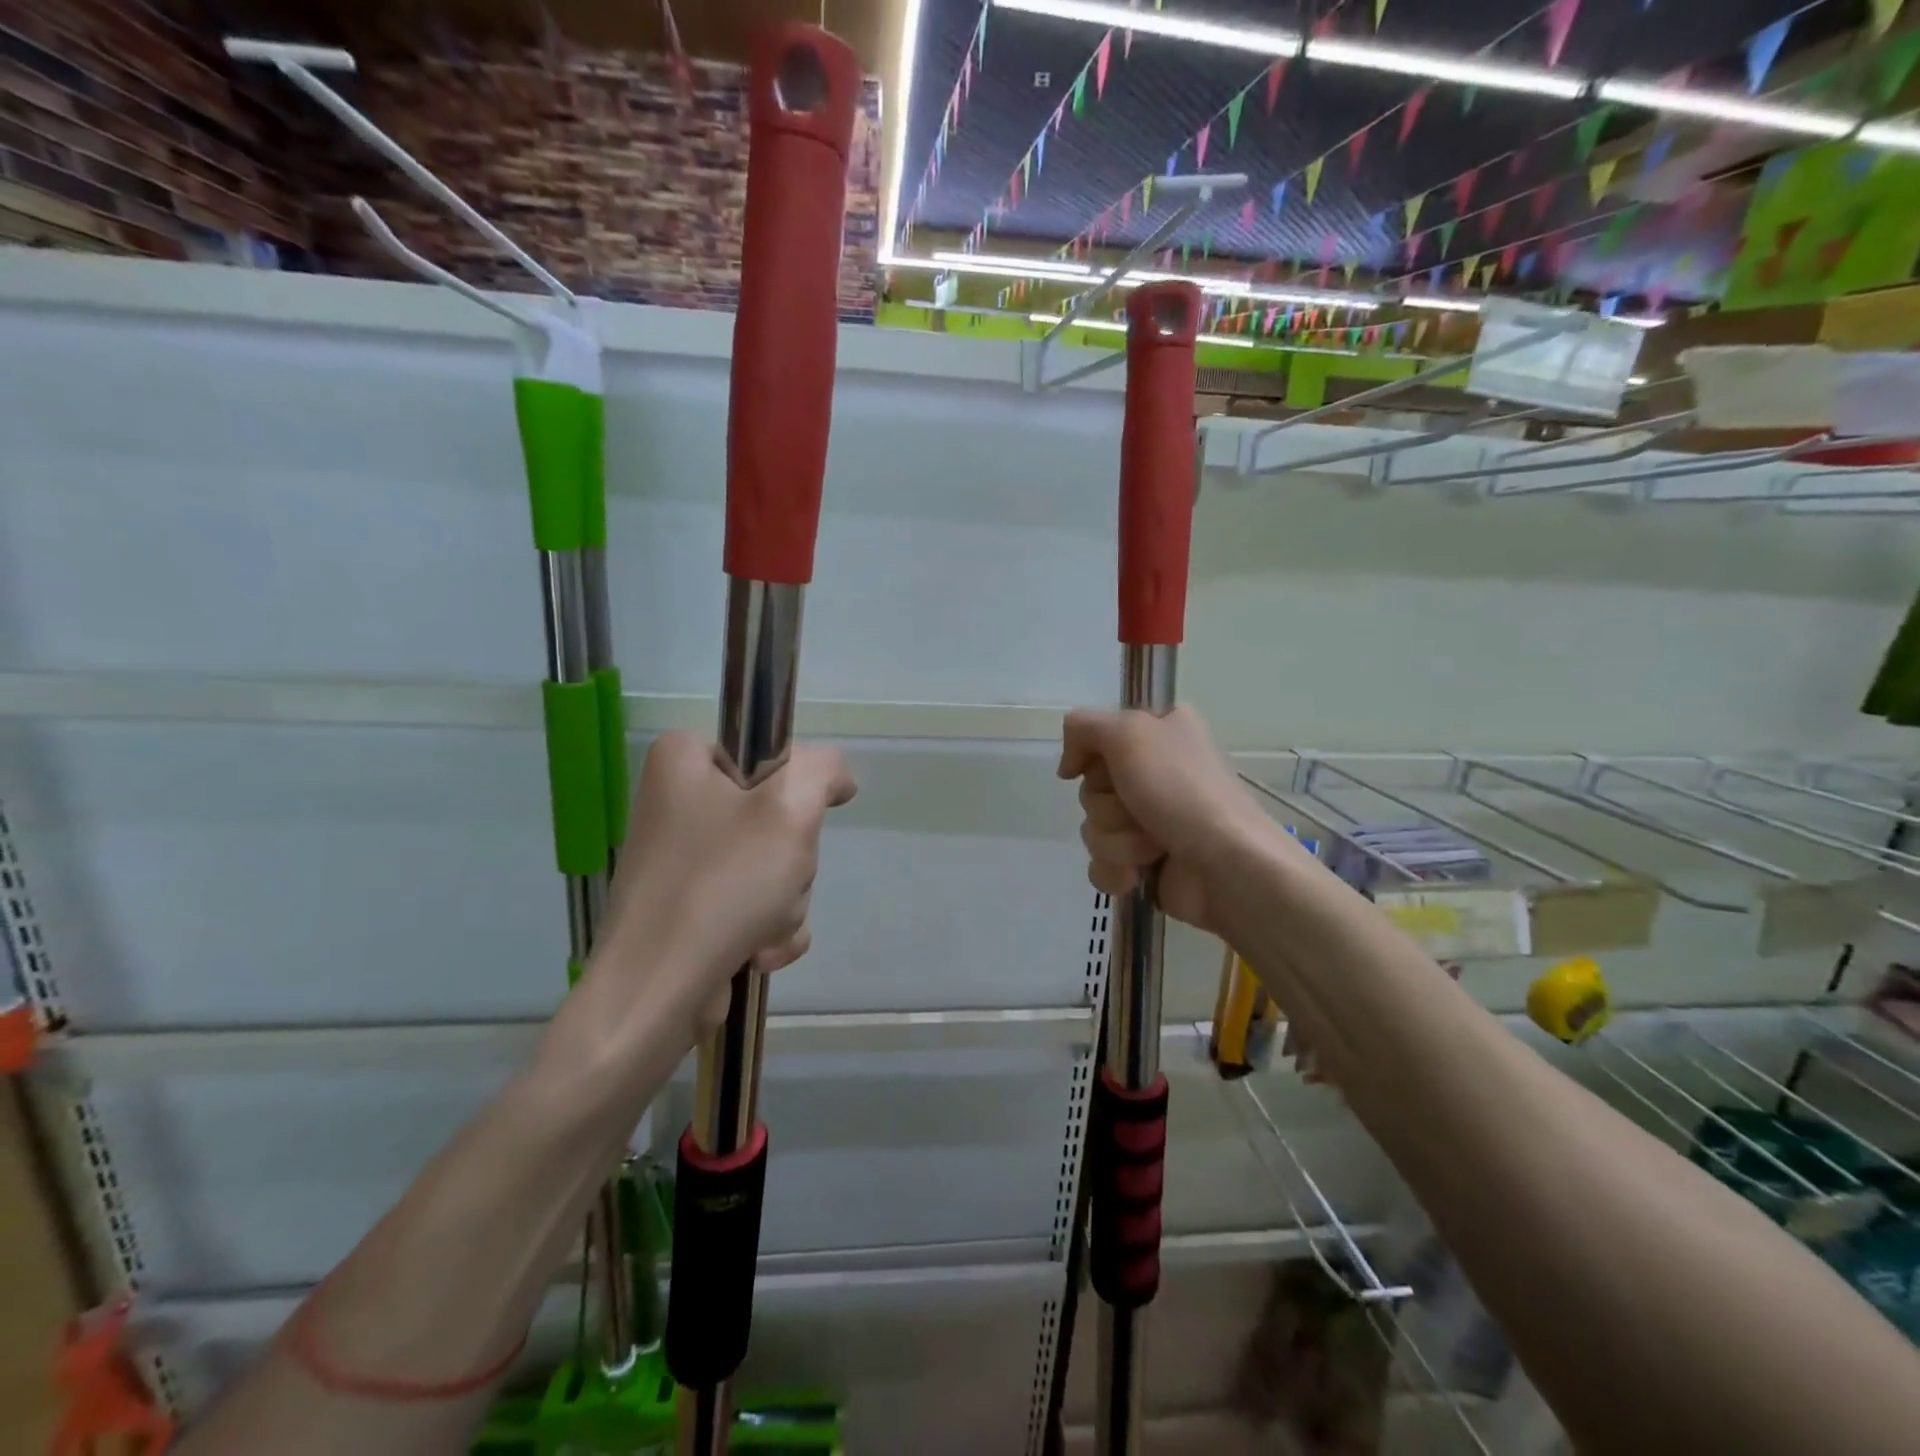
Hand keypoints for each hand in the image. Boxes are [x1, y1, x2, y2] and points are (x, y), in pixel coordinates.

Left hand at [590, 732, 856, 1038]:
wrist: (657, 992)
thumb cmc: (723, 884)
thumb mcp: (790, 808)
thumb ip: (823, 770)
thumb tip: (836, 780)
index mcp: (682, 761)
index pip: (766, 749)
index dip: (797, 784)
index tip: (803, 819)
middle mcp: (675, 802)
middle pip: (774, 812)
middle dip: (791, 858)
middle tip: (777, 880)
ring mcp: (681, 858)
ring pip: (772, 862)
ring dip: (786, 899)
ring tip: (762, 926)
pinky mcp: (688, 905)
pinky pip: (753, 901)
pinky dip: (767, 927)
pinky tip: (757, 951)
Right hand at [1058, 706, 1276, 935]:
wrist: (1226, 867)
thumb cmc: (1181, 791)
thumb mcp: (1129, 732)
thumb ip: (1083, 727)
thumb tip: (1068, 767)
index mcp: (1161, 733)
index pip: (1098, 737)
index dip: (1092, 756)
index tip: (1102, 768)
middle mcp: (1156, 773)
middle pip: (1091, 786)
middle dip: (1107, 805)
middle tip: (1138, 809)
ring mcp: (1151, 821)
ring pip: (1093, 827)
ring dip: (1116, 840)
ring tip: (1152, 847)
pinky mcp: (1146, 863)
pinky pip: (1101, 863)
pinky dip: (1115, 870)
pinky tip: (1137, 875)